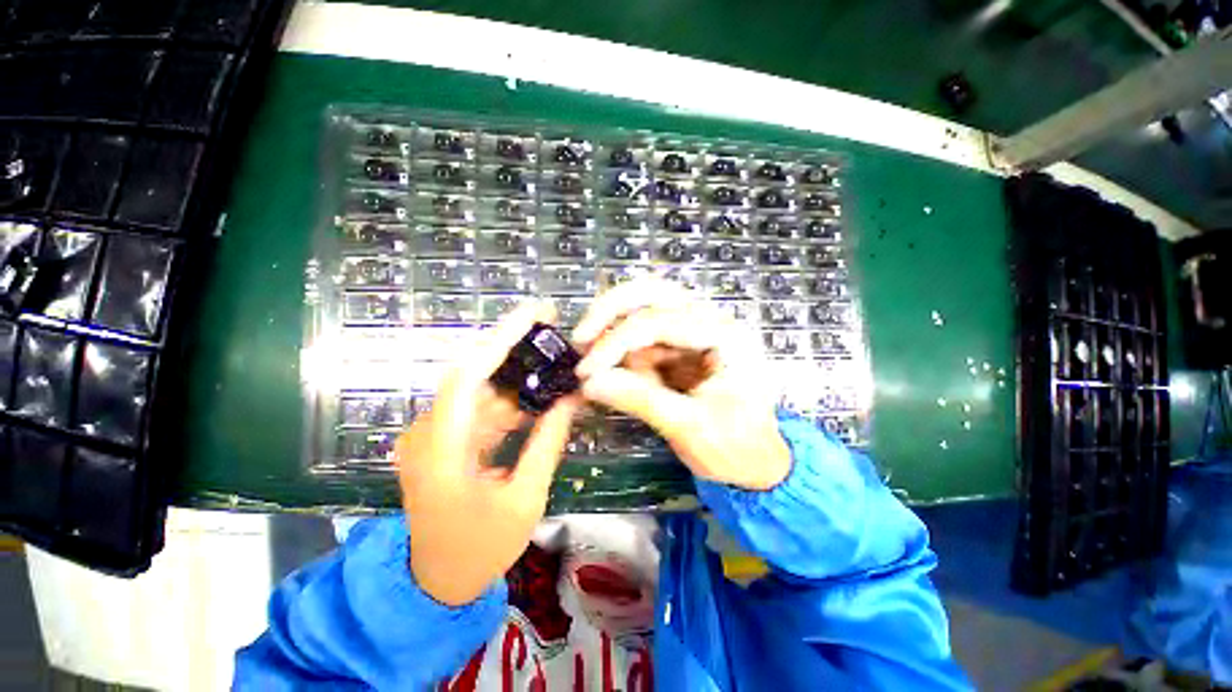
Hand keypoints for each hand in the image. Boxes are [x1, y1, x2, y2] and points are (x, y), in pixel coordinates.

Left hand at [395, 302, 579, 605]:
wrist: (435, 584)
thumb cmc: (480, 550)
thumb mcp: (525, 498)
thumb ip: (547, 442)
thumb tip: (571, 398)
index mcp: (441, 450)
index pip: (468, 375)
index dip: (501, 338)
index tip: (535, 314)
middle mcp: (429, 432)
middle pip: (474, 374)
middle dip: (515, 349)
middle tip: (553, 331)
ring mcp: (434, 435)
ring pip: (481, 390)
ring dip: (518, 378)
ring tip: (555, 365)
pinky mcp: (445, 440)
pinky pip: (481, 409)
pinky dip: (510, 401)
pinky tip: (538, 397)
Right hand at [573, 278, 790, 490]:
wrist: (758, 463)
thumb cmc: (737, 448)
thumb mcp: (689, 428)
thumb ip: (640, 400)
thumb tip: (590, 384)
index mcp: (726, 336)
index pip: (661, 322)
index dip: (616, 342)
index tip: (585, 370)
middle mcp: (713, 321)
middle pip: (655, 293)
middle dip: (612, 312)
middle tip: (581, 337)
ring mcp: (698, 330)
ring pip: (645, 308)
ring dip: (615, 331)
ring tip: (596, 364)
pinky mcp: (684, 345)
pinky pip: (645, 335)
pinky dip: (624, 350)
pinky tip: (617, 372)